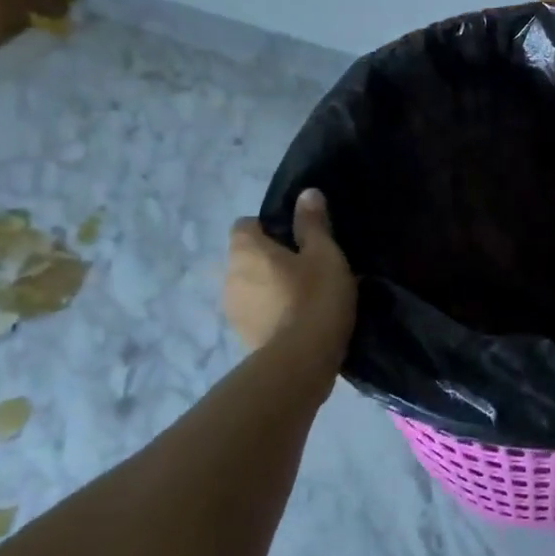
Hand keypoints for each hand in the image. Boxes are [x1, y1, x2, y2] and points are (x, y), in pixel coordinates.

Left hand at [225, 189, 356, 366]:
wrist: (301, 362)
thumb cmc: (314, 297)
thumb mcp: (325, 254)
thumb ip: (313, 223)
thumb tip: (307, 193)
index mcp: (245, 250)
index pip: (245, 224)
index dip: (269, 226)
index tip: (297, 238)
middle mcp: (229, 275)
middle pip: (247, 257)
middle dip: (270, 259)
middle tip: (307, 267)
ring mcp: (232, 309)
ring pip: (250, 286)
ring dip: (270, 287)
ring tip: (305, 297)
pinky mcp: (242, 337)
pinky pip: (257, 313)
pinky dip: (271, 312)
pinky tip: (298, 321)